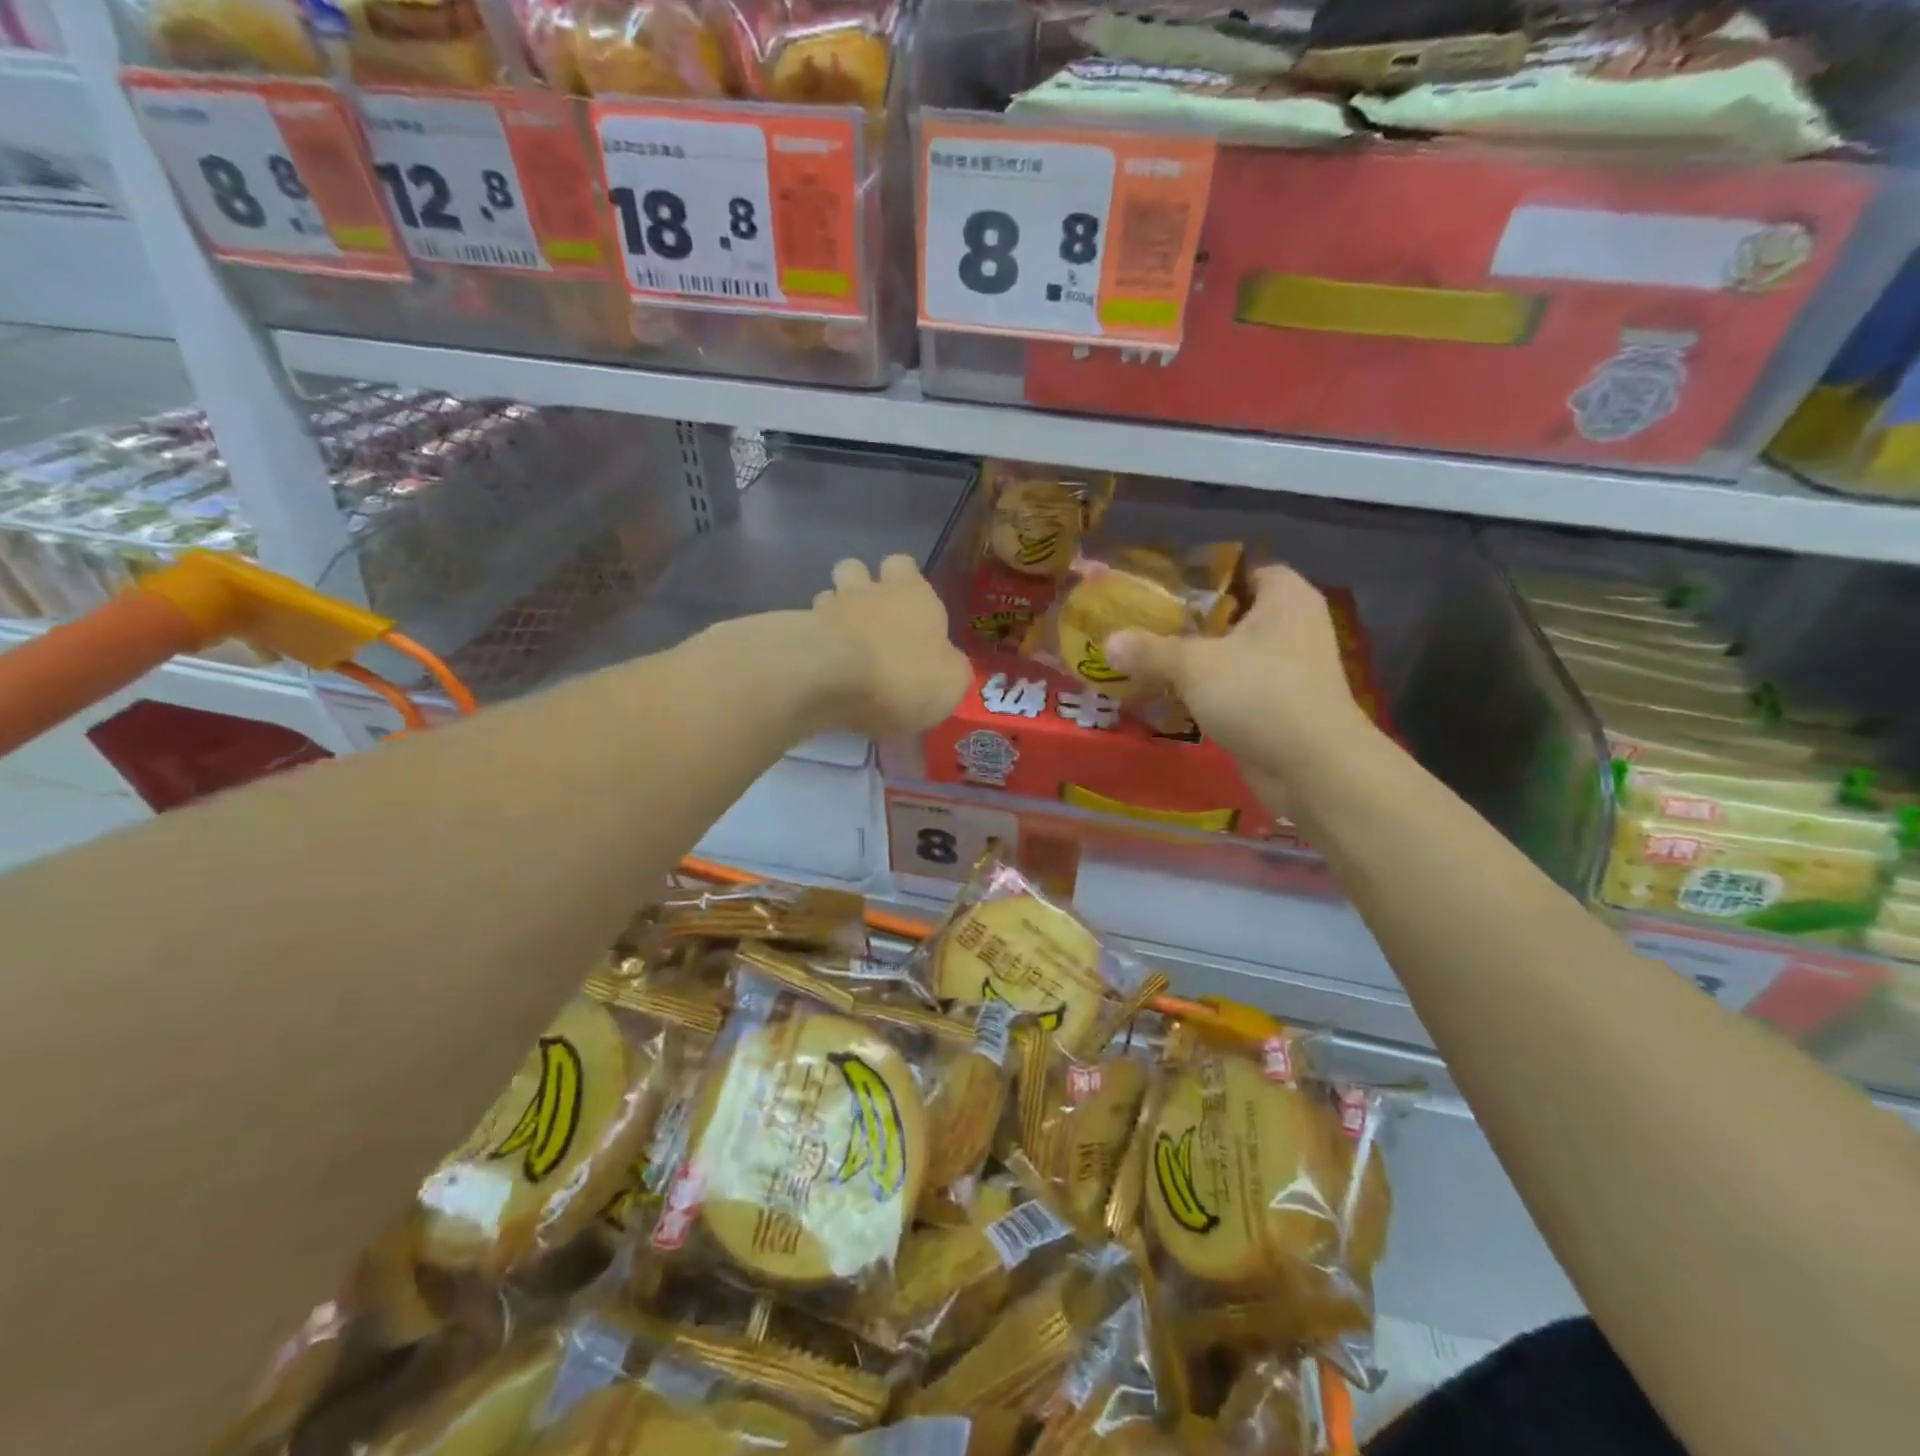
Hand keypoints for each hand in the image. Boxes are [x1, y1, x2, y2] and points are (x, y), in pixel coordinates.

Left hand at [812, 555, 969, 736]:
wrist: (834, 680)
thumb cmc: (905, 675)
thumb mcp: (950, 682)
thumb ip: (950, 667)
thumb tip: (947, 665)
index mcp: (912, 594)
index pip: (903, 564)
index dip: (904, 580)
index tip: (908, 604)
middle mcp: (867, 591)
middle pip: (856, 569)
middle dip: (859, 587)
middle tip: (869, 620)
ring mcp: (827, 608)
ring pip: (827, 596)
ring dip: (833, 614)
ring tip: (840, 646)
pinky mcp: (796, 633)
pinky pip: (804, 629)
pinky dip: (811, 643)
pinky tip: (819, 669)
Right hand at [1105, 566, 1373, 800]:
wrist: (1312, 767)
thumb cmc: (1259, 694)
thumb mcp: (1193, 665)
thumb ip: (1149, 650)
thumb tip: (1108, 642)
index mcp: (1285, 597)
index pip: (1242, 570)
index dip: (1203, 578)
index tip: (1162, 591)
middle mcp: (1293, 626)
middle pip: (1232, 614)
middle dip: (1188, 623)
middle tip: (1144, 627)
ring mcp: (1290, 669)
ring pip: (1231, 655)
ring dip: (1194, 662)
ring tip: (1147, 662)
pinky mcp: (1281, 706)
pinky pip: (1235, 688)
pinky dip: (1207, 692)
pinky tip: (1170, 698)